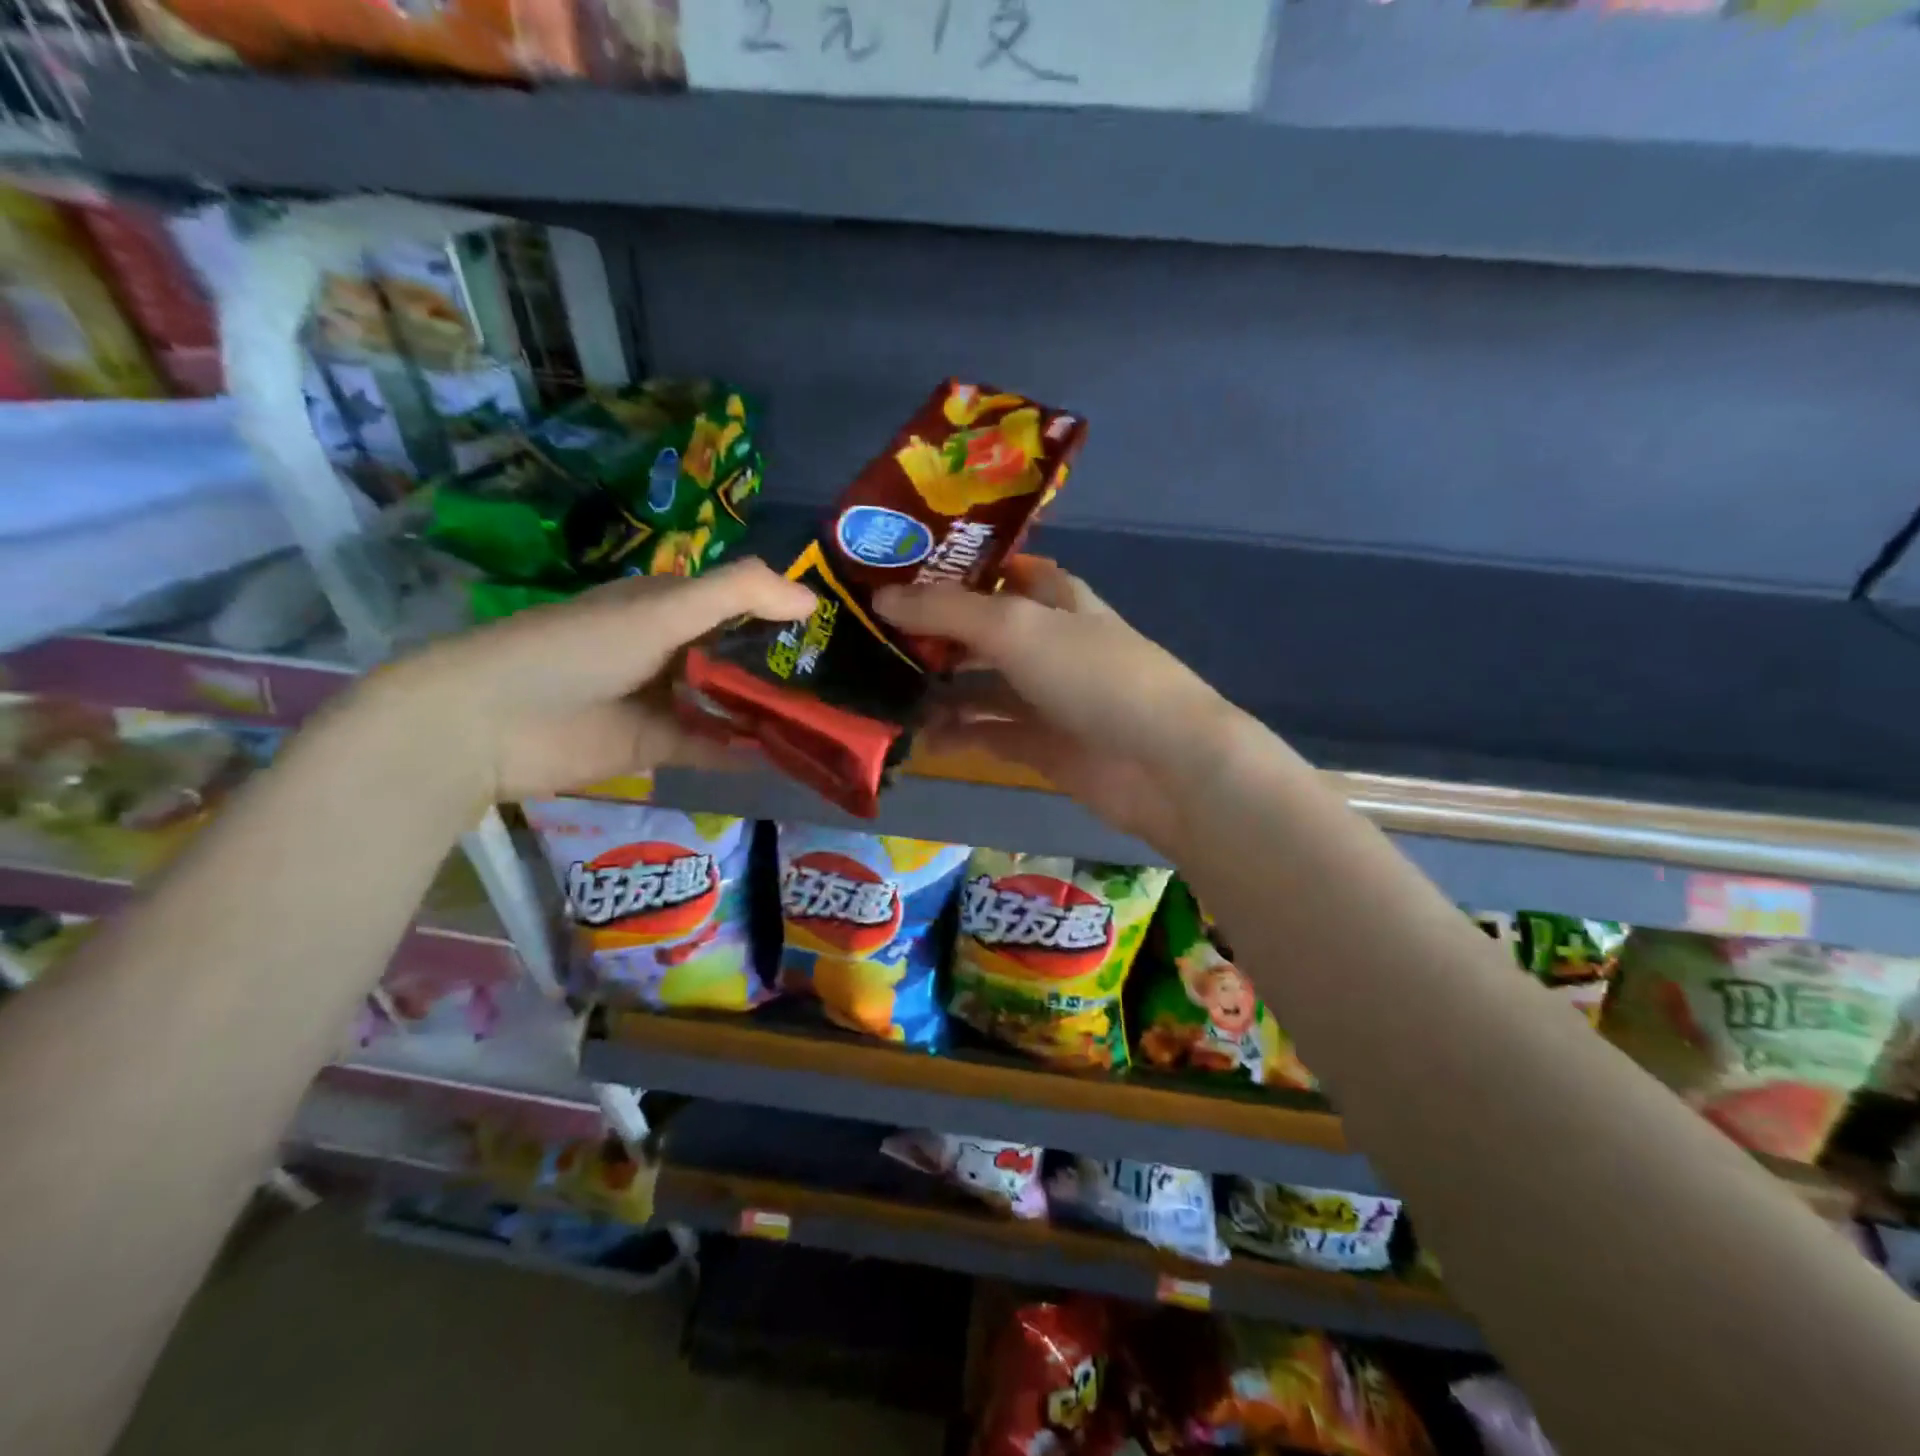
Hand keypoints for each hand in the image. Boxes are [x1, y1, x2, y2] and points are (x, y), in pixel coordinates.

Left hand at [375, 560, 814, 802]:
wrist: (490, 723)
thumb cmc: (580, 649)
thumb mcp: (662, 609)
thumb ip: (738, 595)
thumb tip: (812, 597)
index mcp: (670, 605)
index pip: (741, 602)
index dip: (785, 611)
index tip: (837, 628)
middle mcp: (672, 648)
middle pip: (740, 655)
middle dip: (786, 666)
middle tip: (845, 683)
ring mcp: (664, 698)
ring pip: (731, 702)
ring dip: (771, 711)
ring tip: (829, 721)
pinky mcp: (656, 744)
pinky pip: (712, 744)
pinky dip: (744, 750)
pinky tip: (787, 756)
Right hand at [875, 556, 1233, 853]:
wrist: (1162, 762)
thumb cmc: (1093, 675)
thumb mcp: (1016, 627)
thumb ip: (947, 611)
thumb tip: (880, 597)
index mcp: (1053, 598)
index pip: (996, 571)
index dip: (950, 569)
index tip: (892, 573)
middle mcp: (1047, 642)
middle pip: (979, 631)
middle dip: (930, 635)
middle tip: (868, 639)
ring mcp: (1045, 696)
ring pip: (978, 686)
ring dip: (936, 689)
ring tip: (881, 693)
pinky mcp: (1041, 745)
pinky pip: (987, 733)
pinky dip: (955, 735)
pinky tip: (917, 739)